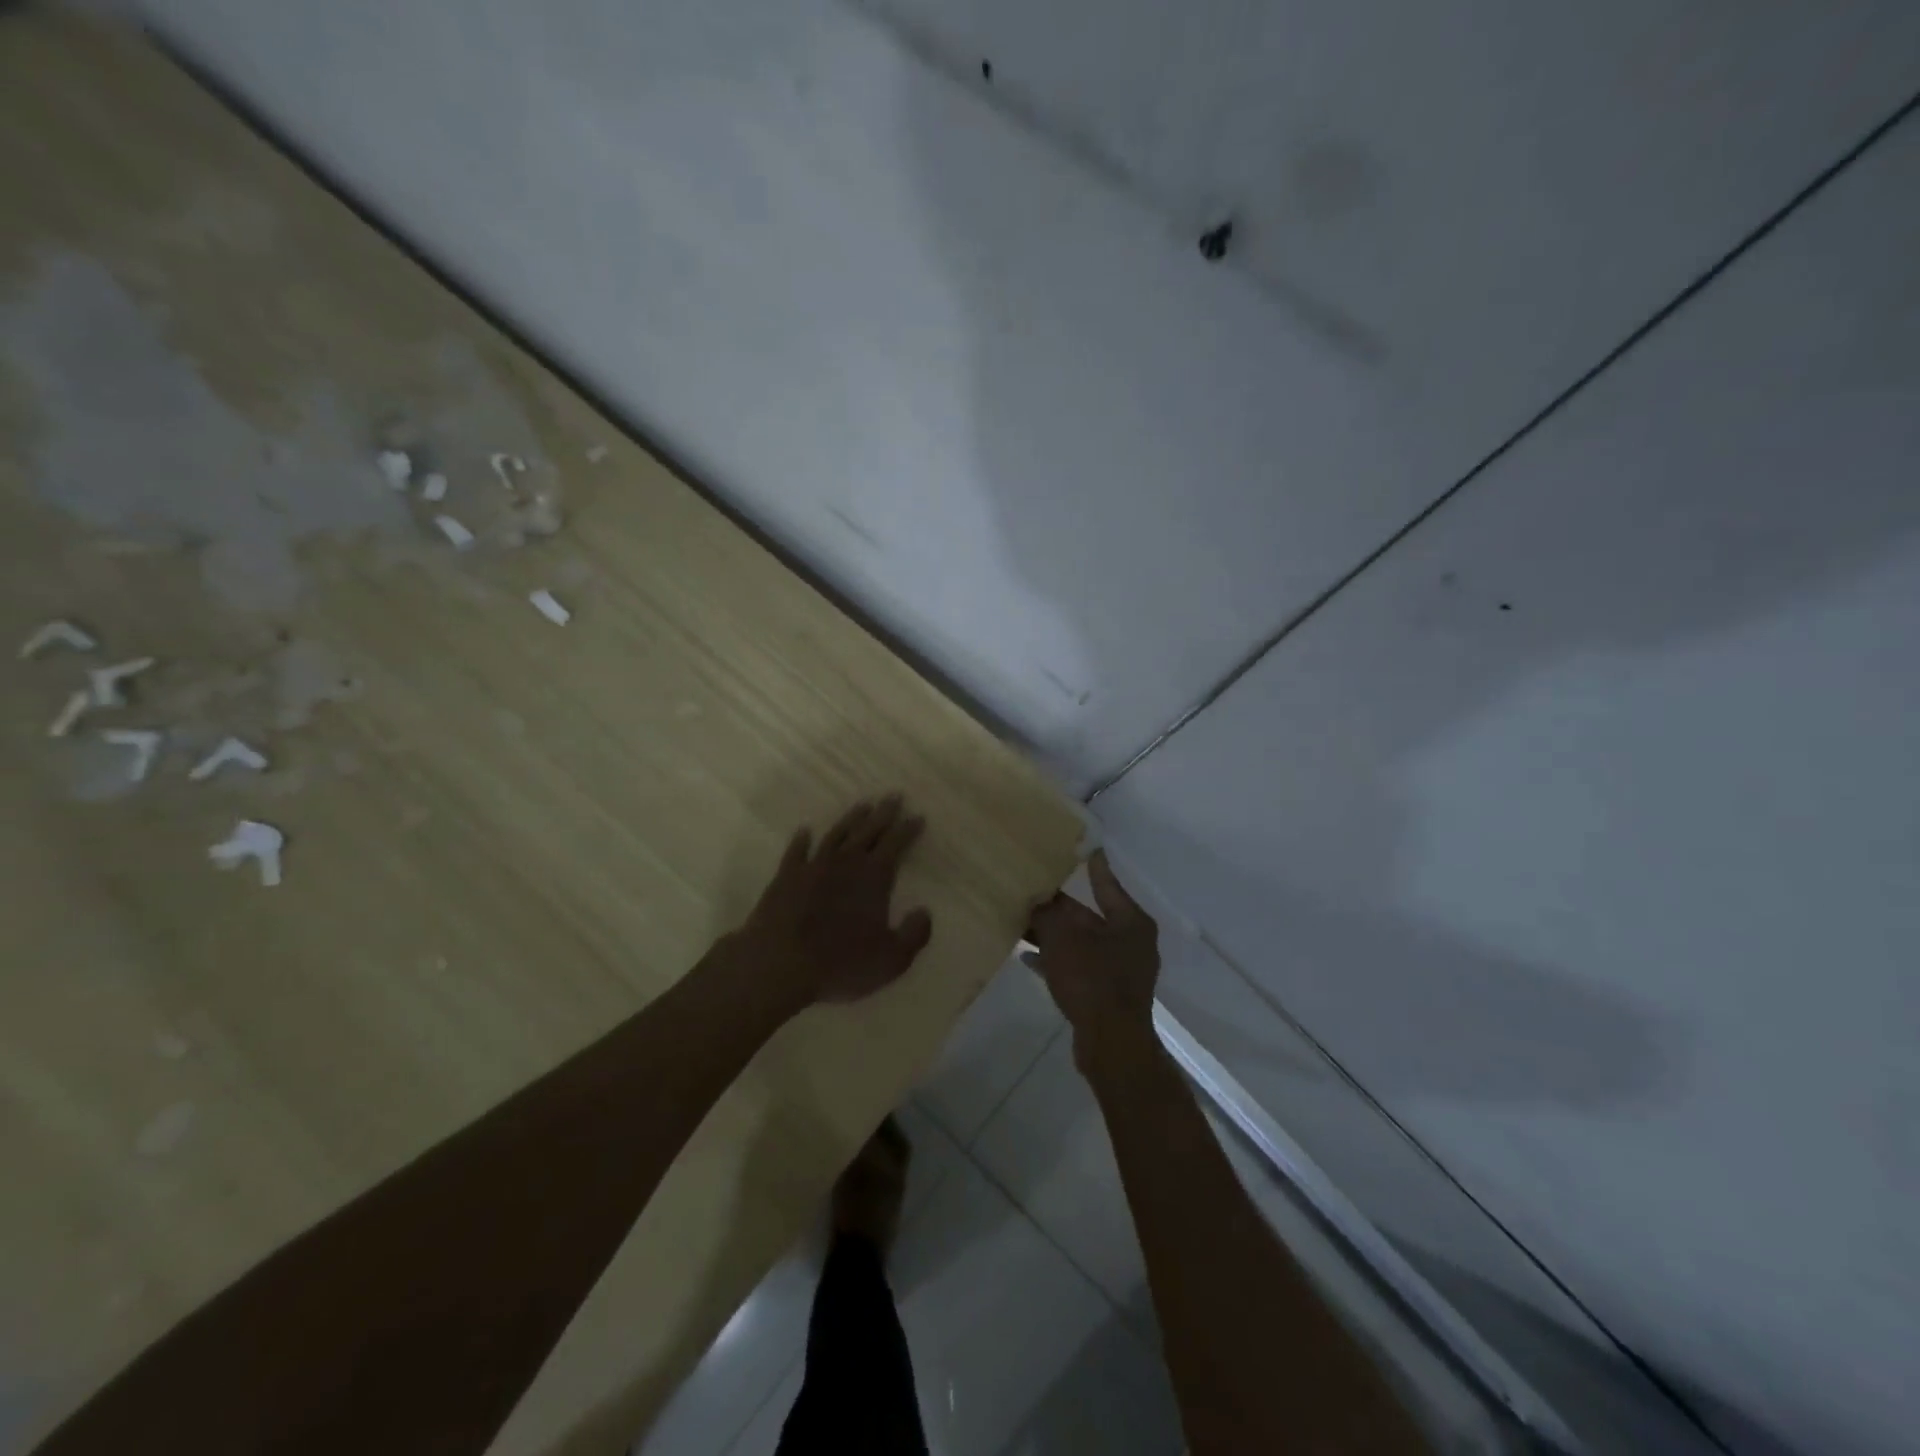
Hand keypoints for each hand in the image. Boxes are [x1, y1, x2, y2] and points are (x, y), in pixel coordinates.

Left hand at [733, 795, 933, 1010]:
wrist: (779, 963)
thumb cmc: (841, 963)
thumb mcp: (892, 959)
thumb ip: (914, 934)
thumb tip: (925, 911)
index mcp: (874, 877)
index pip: (896, 844)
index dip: (908, 829)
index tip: (917, 816)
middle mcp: (845, 863)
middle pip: (868, 831)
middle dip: (884, 813)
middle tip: (893, 796)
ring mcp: (813, 866)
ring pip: (836, 834)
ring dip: (850, 819)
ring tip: (862, 806)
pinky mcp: (786, 877)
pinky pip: (796, 852)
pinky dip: (802, 840)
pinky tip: (805, 831)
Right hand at [1025, 851, 1159, 1071]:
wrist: (1111, 1045)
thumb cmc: (1093, 981)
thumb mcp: (1063, 940)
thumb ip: (1047, 916)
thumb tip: (1035, 900)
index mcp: (1130, 922)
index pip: (1107, 884)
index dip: (1093, 867)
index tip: (1087, 848)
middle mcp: (1131, 942)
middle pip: (1089, 916)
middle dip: (1058, 907)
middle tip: (1032, 890)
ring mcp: (1120, 971)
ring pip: (1080, 943)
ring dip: (1053, 935)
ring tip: (1022, 922)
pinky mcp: (1107, 995)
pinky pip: (1078, 968)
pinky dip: (1056, 961)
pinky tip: (1028, 958)